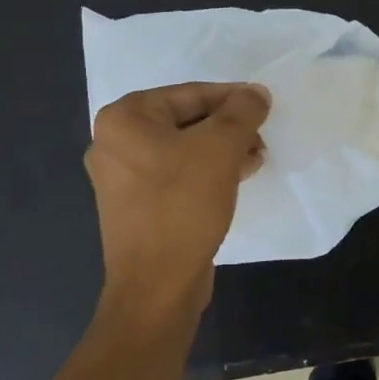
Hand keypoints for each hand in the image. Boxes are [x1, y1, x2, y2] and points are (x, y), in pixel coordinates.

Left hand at [86, 82, 270, 313]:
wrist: (157, 285)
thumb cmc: (183, 204)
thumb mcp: (220, 148)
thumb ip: (242, 112)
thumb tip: (256, 93)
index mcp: (124, 119)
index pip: (189, 94)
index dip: (232, 98)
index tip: (264, 105)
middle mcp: (114, 143)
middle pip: (185, 120)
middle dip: (227, 127)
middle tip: (261, 137)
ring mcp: (122, 177)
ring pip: (183, 149)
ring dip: (222, 150)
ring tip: (255, 159)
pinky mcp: (136, 205)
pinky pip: (176, 175)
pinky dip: (206, 172)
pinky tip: (237, 178)